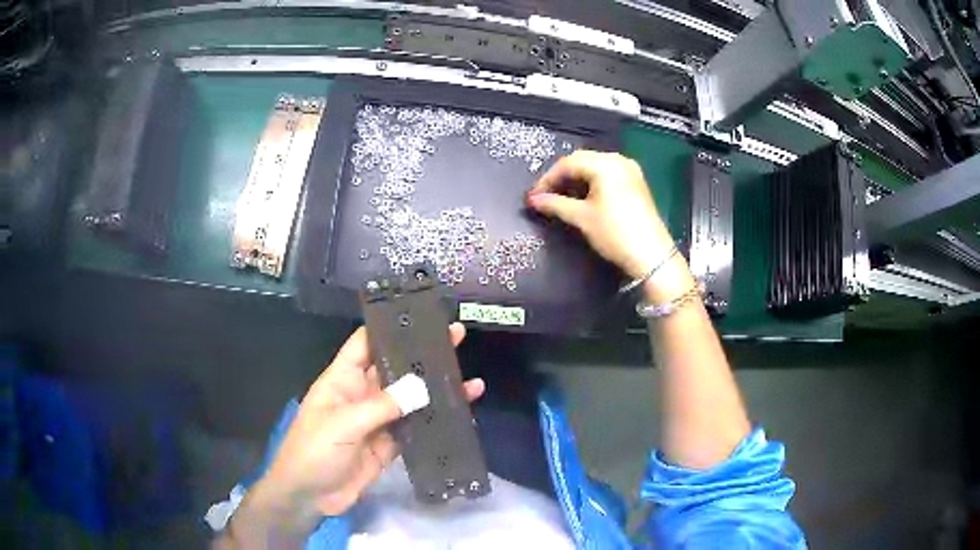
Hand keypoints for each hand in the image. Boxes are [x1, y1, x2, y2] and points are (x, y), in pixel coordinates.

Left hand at [245, 324, 483, 532]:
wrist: (310, 496)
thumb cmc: (314, 450)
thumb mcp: (342, 424)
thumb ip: (381, 406)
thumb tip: (422, 387)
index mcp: (342, 380)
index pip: (365, 344)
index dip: (388, 327)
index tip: (419, 314)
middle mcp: (362, 395)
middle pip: (394, 368)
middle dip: (422, 354)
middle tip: (455, 335)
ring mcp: (378, 421)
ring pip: (410, 399)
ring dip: (435, 389)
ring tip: (469, 376)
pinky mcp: (390, 445)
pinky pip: (415, 428)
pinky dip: (436, 421)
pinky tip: (459, 413)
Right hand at [528, 150, 673, 279]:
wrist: (651, 256)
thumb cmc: (615, 233)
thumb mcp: (582, 218)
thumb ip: (555, 204)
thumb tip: (533, 200)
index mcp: (606, 164)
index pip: (568, 163)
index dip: (548, 178)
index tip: (535, 196)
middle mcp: (619, 160)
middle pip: (582, 161)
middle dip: (562, 177)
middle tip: (546, 196)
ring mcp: (630, 170)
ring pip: (595, 167)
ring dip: (576, 180)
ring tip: (562, 198)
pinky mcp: (636, 183)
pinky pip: (607, 174)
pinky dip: (592, 183)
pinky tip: (583, 197)